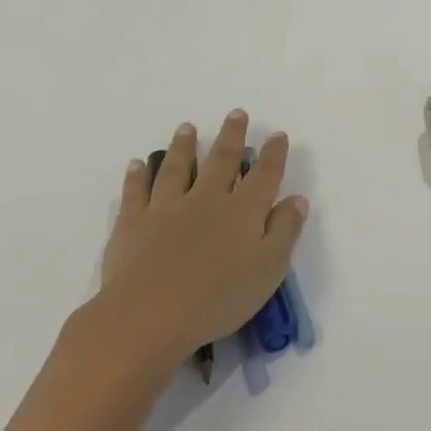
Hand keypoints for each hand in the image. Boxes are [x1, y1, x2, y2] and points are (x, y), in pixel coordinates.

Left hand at [94, 111, 308, 368]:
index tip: (277, 134)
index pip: (264, 175)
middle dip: (231, 136)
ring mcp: (166, 208)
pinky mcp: (133, 224)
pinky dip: (137, 176)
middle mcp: (206, 199)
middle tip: (236, 114)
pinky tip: (137, 164)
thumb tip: (297, 199)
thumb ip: (285, 231)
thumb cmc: (218, 299)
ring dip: (184, 146)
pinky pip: (136, 192)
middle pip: (222, 160)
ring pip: (177, 168)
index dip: (273, 154)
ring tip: (187, 128)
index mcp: (242, 211)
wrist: (148, 316)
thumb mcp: (268, 269)